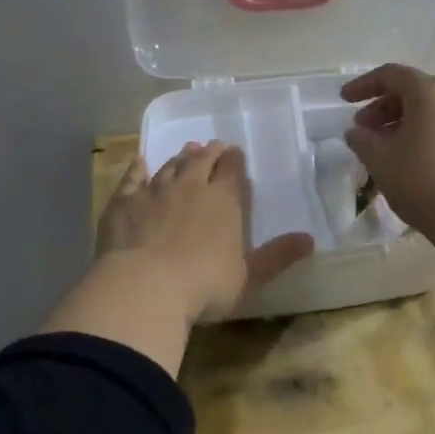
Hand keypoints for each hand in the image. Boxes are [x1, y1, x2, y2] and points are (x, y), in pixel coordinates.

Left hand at [96, 140, 313, 326]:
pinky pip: (132, 178)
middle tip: (212, 147)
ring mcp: (154, 191)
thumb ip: (278, 256)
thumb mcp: (249, 276)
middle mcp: (190, 186)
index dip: (234, 160)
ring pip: (170, 166)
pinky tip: (139, 162)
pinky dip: (137, 168)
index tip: (234, 153)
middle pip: (201, 161)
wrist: (145, 287)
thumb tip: (310, 240)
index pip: (232, 170)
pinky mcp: (124, 202)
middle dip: (209, 152)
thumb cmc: (204, 285)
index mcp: (224, 201)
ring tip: (186, 150)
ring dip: (180, 157)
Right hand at [341, 64, 434, 245]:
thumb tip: (356, 132)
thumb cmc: (424, 182)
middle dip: (382, 107)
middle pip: (413, 90)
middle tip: (362, 130)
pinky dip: (423, 132)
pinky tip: (410, 158)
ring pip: (430, 109)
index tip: (343, 100)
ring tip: (382, 147)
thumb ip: (362, 140)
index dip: (363, 85)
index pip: (391, 75)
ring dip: (402, 122)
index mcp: (431, 91)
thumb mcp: (380, 161)